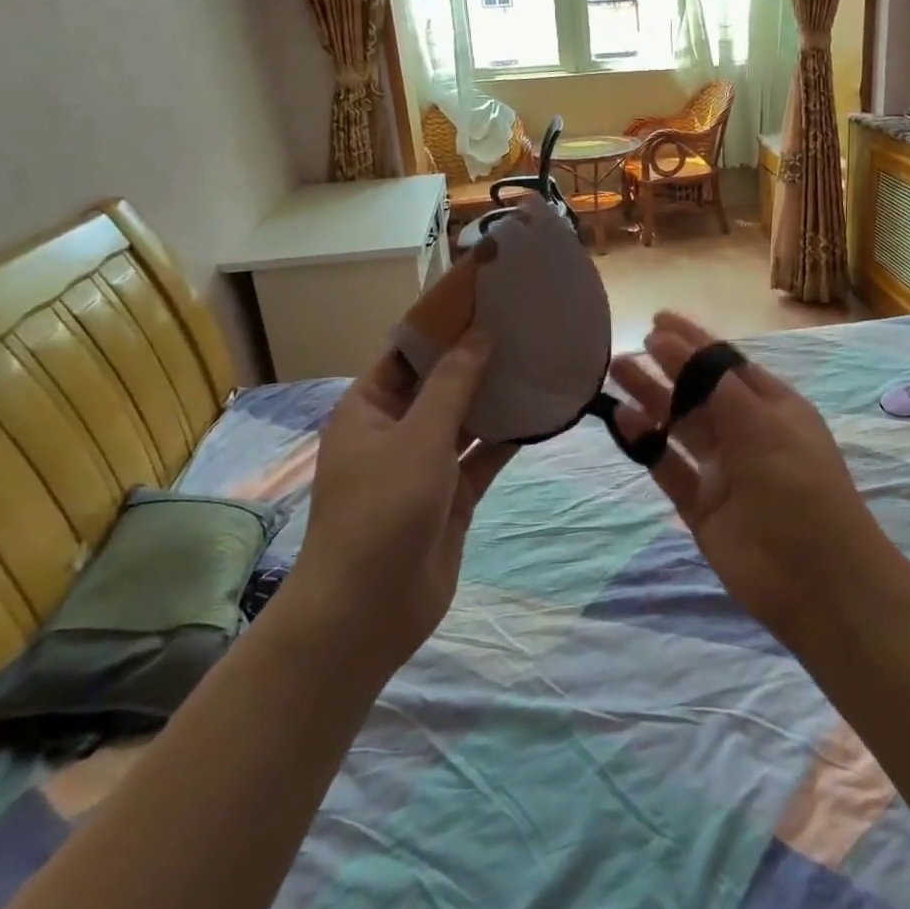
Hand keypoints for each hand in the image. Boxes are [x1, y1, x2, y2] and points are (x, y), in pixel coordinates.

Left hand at [293, 333, 513, 671]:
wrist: (369, 610)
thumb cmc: (382, 509)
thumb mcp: (418, 437)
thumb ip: (454, 384)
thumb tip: (480, 334)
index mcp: (369, 408)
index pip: (408, 352)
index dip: (443, 325)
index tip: (485, 297)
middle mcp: (396, 431)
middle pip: (440, 383)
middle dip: (477, 358)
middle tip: (523, 325)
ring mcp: (425, 466)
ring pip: (466, 420)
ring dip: (496, 397)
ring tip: (538, 361)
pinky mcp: (452, 497)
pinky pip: (483, 457)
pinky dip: (508, 439)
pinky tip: (541, 415)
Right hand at [609, 313, 900, 644]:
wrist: (817, 580)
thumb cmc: (798, 487)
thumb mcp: (764, 424)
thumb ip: (714, 383)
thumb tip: (670, 340)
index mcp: (773, 407)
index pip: (726, 364)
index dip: (693, 341)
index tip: (657, 320)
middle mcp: (747, 433)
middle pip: (698, 391)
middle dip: (665, 368)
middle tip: (626, 348)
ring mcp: (722, 470)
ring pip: (679, 426)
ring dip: (650, 400)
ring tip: (614, 373)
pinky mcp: (701, 505)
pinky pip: (668, 467)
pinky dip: (646, 445)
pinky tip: (623, 421)